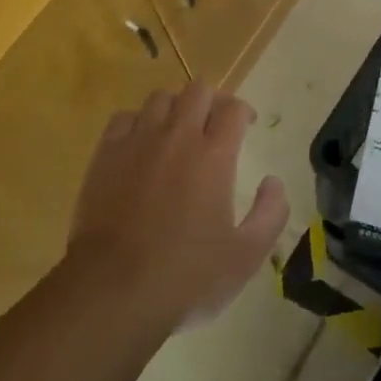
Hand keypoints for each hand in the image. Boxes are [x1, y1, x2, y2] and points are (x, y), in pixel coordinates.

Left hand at [67, 81, 288, 332]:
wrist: (112, 291)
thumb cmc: (184, 277)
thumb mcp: (245, 258)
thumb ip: (270, 214)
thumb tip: (274, 182)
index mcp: (214, 155)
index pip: (234, 108)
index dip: (243, 112)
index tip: (246, 126)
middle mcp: (178, 136)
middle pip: (198, 90)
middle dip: (212, 101)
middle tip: (214, 125)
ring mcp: (139, 141)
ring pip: (161, 98)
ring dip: (175, 108)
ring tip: (177, 131)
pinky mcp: (107, 153)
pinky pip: (125, 117)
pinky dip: (138, 123)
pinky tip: (141, 144)